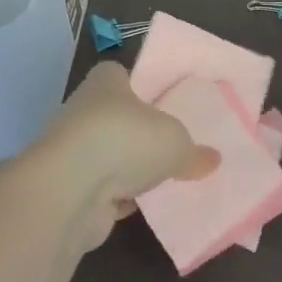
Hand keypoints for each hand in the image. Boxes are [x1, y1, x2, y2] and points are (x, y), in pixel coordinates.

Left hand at [28, 62, 218, 251]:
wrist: (68, 192)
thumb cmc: (124, 141)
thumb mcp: (175, 141)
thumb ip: (194, 151)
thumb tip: (213, 159)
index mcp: (106, 82)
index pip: (121, 75)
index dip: (141, 85)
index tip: (163, 101)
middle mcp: (84, 110)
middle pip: (116, 116)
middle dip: (138, 132)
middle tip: (171, 143)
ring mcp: (73, 151)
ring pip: (108, 155)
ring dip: (128, 168)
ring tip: (162, 178)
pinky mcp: (69, 188)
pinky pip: (102, 189)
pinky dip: (118, 197)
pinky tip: (142, 206)